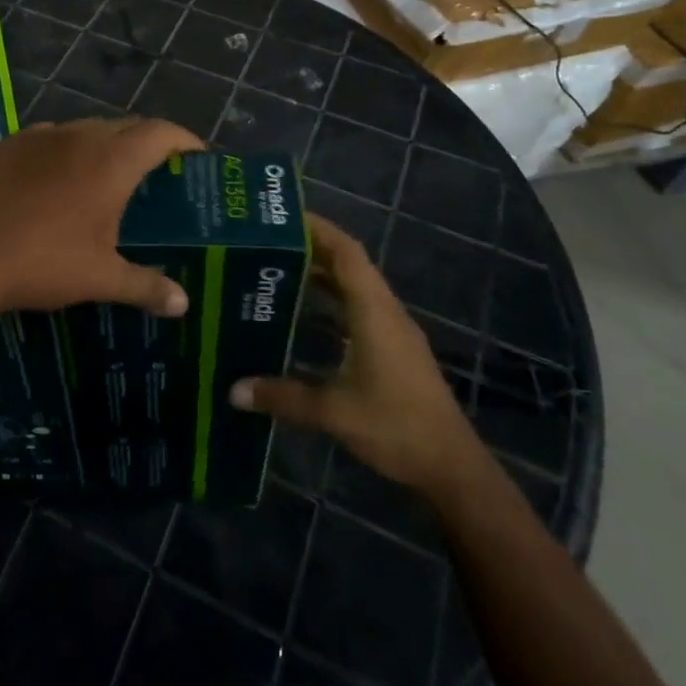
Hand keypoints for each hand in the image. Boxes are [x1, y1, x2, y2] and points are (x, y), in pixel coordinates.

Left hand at [0, 117, 203, 329]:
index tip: (196, 157)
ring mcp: (37, 137)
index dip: (184, 140)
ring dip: (103, 145)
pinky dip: (64, 151)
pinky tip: (54, 181)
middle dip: (146, 144)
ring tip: (105, 178)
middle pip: (124, 127)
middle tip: (155, 175)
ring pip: (84, 129)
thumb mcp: (99, 279)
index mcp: (110, 162)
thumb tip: (183, 304)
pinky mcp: (5, 146)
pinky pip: (48, 138)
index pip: (160, 133)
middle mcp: (77, 137)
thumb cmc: (41, 264)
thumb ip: (146, 286)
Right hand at [230, 215, 479, 496]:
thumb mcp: (334, 411)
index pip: (347, 252)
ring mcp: (394, 332)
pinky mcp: (394, 351)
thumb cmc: (396, 426)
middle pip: (349, 265)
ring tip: (278, 273)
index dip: (318, 229)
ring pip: (355, 289)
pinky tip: (304, 320)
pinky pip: (359, 311)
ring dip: (322, 277)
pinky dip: (332, 305)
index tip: (283, 217)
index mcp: (374, 311)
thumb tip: (233, 390)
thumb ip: (283, 396)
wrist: (452, 467)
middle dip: (311, 250)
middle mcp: (386, 312)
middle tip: (267, 245)